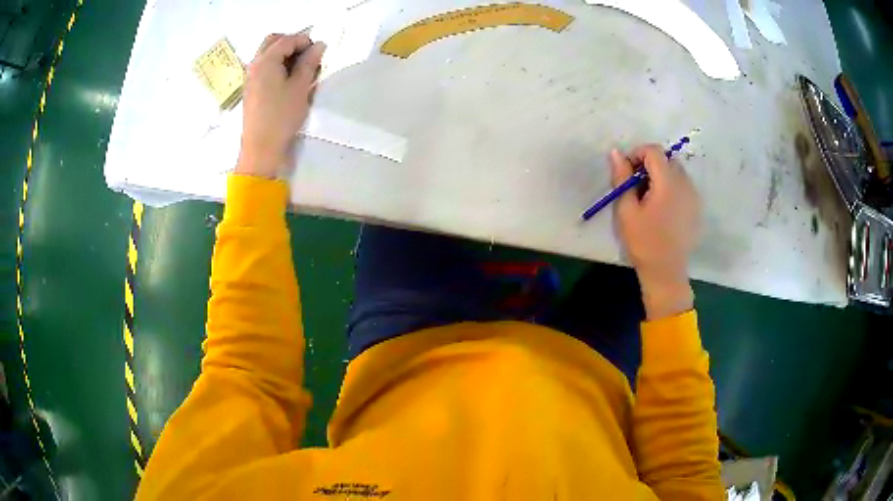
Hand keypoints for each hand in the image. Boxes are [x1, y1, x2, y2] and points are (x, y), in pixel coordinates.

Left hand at [236, 33, 325, 178]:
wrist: (261, 147)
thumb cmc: (281, 116)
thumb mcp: (300, 87)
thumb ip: (309, 62)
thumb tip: (319, 45)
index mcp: (265, 61)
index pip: (287, 40)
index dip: (305, 41)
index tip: (319, 52)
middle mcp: (254, 64)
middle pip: (272, 41)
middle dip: (291, 43)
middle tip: (307, 56)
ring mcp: (249, 77)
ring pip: (266, 54)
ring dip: (283, 54)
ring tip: (300, 69)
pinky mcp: (250, 89)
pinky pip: (263, 67)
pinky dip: (276, 65)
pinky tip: (288, 79)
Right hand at [610, 145, 701, 319]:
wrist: (666, 273)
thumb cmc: (643, 242)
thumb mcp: (626, 210)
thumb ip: (622, 178)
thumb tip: (616, 153)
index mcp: (668, 183)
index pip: (654, 151)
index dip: (637, 154)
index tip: (627, 171)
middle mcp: (685, 184)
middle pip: (667, 160)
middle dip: (650, 165)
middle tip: (636, 186)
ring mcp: (694, 197)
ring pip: (677, 173)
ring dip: (661, 176)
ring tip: (649, 199)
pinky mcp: (697, 208)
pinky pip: (683, 187)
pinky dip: (671, 188)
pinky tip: (662, 210)